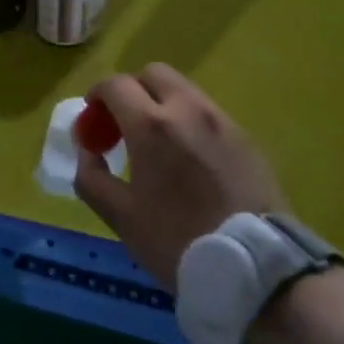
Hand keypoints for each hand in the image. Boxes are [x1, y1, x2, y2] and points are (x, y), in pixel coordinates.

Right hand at [74, 63, 287, 290]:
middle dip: (132, 90)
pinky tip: (190, 160)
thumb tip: (87, 151)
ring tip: (158, 144)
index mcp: (152, 125)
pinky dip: (190, 122)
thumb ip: (92, 178)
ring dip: (163, 103)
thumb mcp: (122, 218)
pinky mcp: (246, 137)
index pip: (116, 84)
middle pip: (153, 73)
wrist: (256, 270)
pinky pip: (209, 114)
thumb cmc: (178, 243)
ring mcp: (222, 120)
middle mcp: (188, 109)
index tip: (93, 119)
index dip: (97, 95)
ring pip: (184, 90)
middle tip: (124, 124)